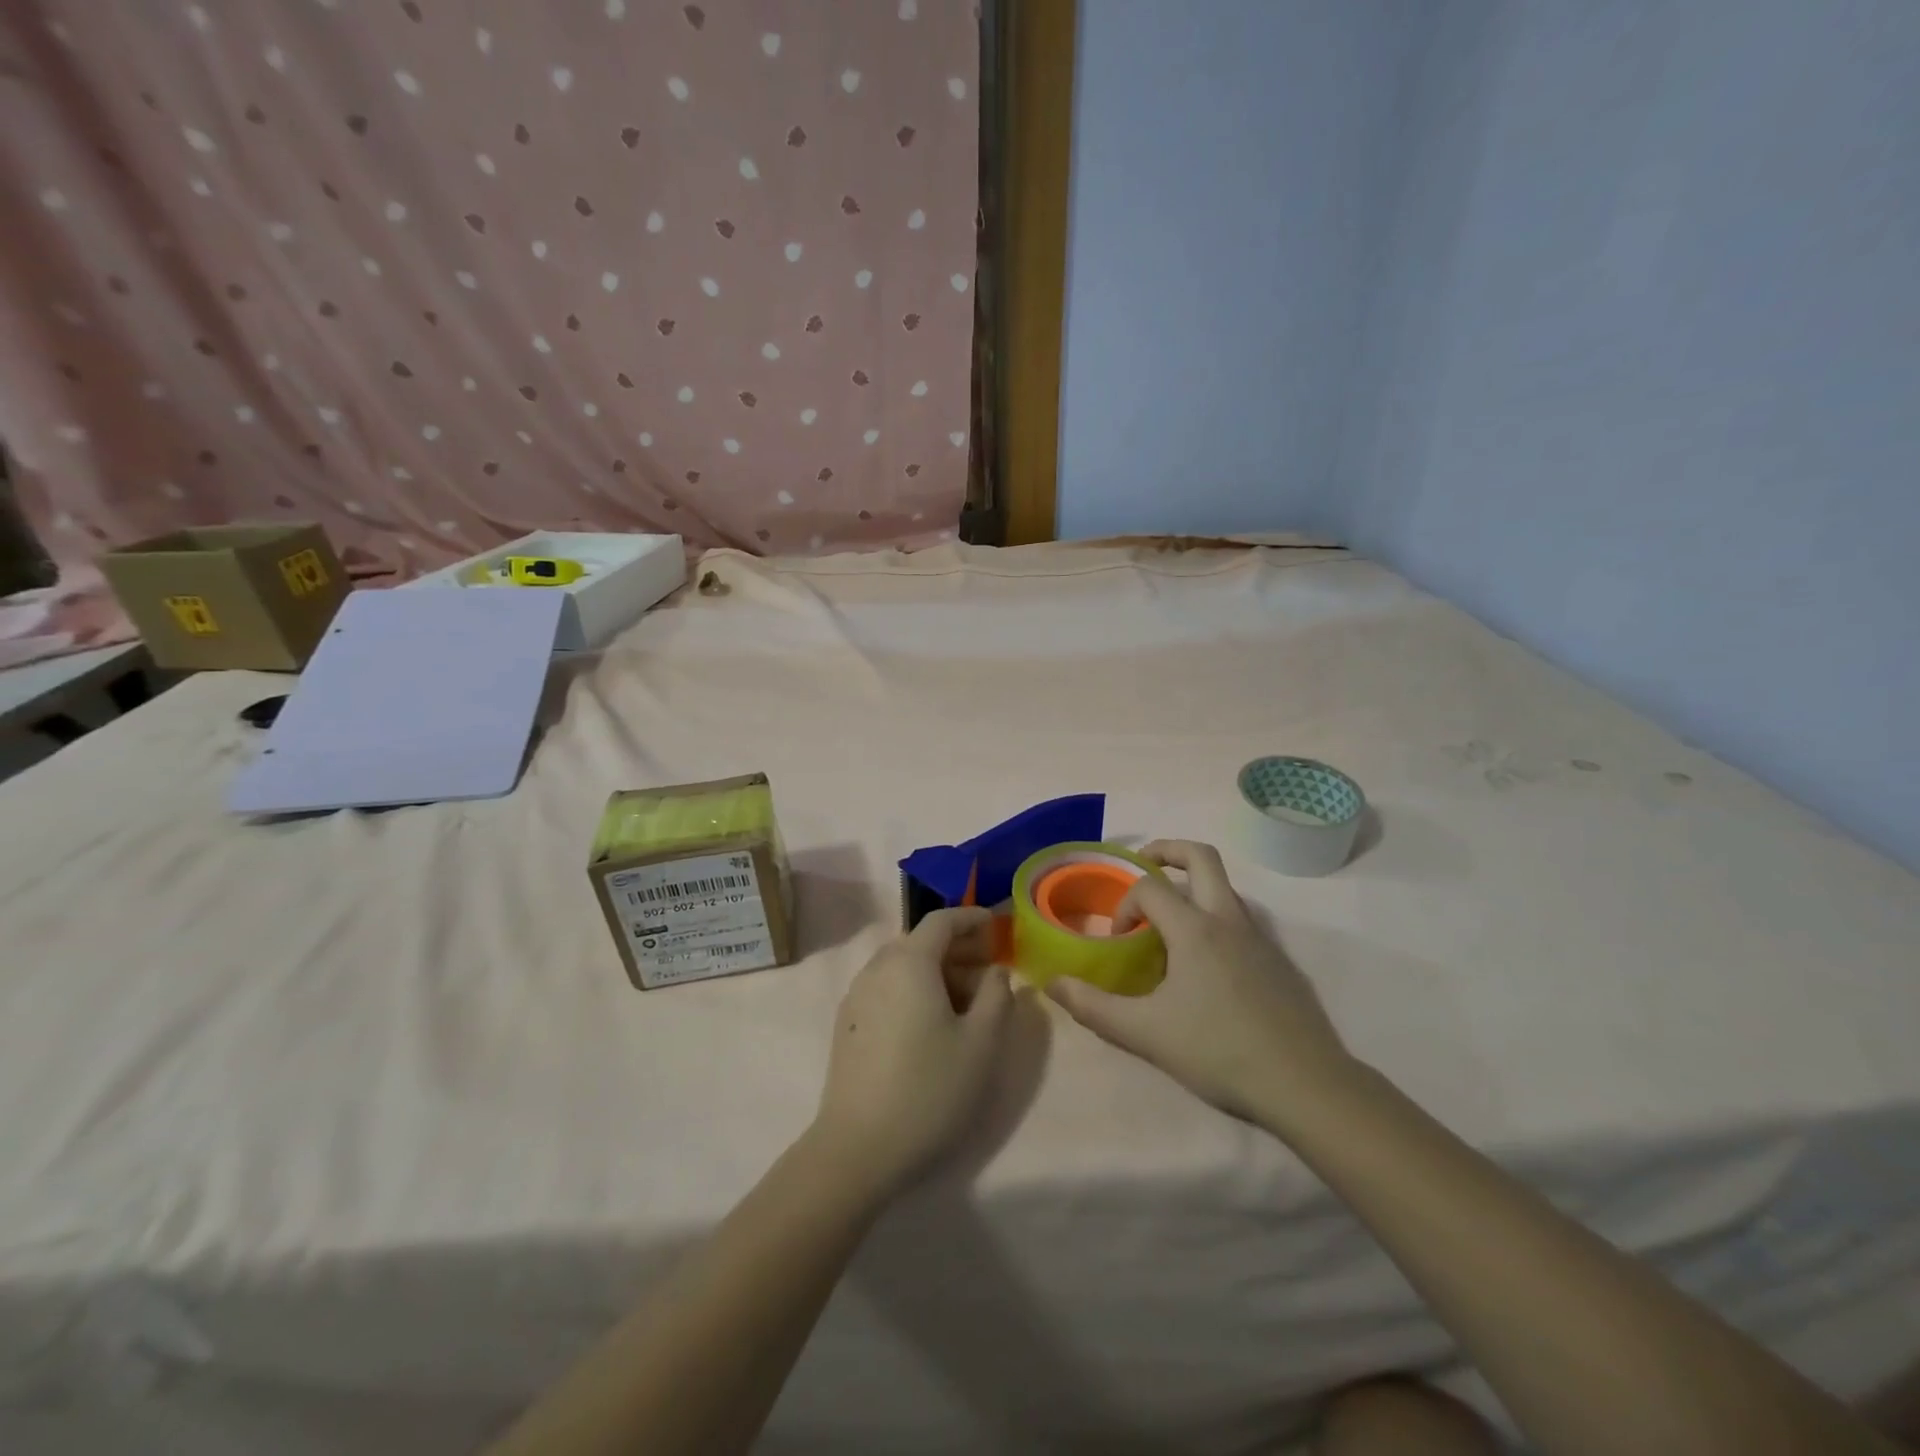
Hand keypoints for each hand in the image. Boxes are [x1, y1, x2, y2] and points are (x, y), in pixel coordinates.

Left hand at [808, 908, 1012, 1198]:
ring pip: (903, 966)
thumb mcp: (982, 1043)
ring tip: (967, 1003)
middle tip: (990, 970)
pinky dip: (914, 989)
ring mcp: (857, 996)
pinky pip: (887, 988)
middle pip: (921, 942)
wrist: (858, 1149)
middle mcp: (877, 968)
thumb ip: (997, 996)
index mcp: (909, 962)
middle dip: (958, 948)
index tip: (997, 926)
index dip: (972, 918)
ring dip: (937, 972)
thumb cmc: (930, 1089)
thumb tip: (995, 972)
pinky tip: (932, 1024)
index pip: (942, 920)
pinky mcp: (847, 1024)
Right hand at [1046, 841, 1351, 1120]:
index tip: (1119, 940)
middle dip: (1167, 851)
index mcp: (1195, 928)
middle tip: (1142, 864)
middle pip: (1201, 857)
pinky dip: (1215, 918)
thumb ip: (1093, 1007)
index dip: (1124, 904)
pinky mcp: (1279, 961)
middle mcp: (1229, 919)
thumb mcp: (1146, 1033)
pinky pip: (1240, 919)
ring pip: (1224, 888)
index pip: (1150, 888)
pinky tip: (1206, 966)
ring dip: (1193, 887)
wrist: (1306, 1085)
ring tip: (1169, 922)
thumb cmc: (1219, 1051)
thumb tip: (1052, 983)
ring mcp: (1260, 938)